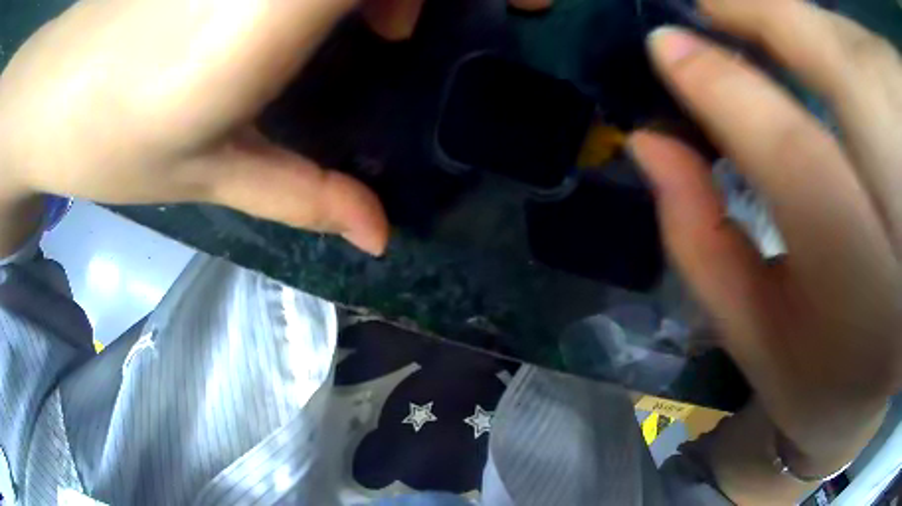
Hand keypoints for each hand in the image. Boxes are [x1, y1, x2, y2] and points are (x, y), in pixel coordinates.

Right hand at [632, 0, 901, 476]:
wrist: (881, 384)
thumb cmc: (821, 375)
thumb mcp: (754, 334)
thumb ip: (699, 241)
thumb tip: (649, 143)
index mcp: (853, 292)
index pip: (788, 154)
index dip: (719, 84)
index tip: (664, 43)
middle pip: (841, 65)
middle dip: (769, 19)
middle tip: (716, 13)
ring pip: (857, 48)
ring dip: (812, 29)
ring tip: (780, 42)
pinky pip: (870, 58)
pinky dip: (848, 44)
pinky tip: (839, 68)